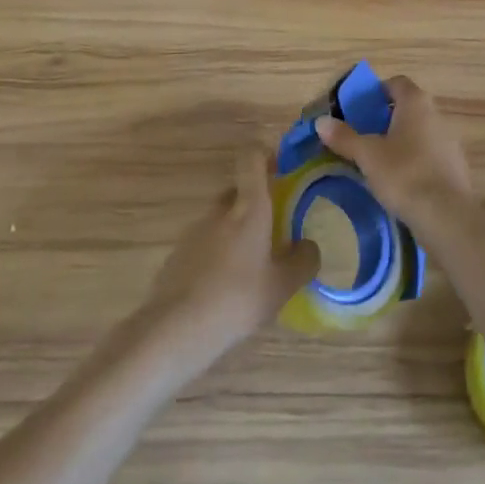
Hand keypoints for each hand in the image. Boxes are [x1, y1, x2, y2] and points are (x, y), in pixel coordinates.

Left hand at [135, 150, 319, 375]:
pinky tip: (224, 290)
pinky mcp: (177, 254)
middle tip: (274, 230)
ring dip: (236, 233)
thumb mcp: (282, 286)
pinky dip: (217, 256)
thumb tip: (309, 246)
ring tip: (250, 269)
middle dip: (255, 204)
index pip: (252, 157)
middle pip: (238, 191)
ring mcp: (194, 231)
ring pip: (221, 220)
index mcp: (248, 207)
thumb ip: (303, 261)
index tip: (280, 167)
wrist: (175, 329)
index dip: (265, 153)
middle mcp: (220, 210)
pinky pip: (204, 244)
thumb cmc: (237, 299)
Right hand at [314, 76, 475, 227]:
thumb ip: (344, 137)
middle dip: (386, 119)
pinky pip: (430, 154)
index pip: (396, 83)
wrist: (447, 216)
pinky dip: (415, 160)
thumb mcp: (367, 155)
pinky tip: (401, 181)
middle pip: (408, 108)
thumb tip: (321, 122)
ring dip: (401, 141)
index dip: (376, 92)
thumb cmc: (404, 174)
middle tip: (364, 136)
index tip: (359, 109)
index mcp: (416, 102)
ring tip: (379, 161)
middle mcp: (436, 114)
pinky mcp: (456, 166)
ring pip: (419, 132)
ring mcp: (450, 140)